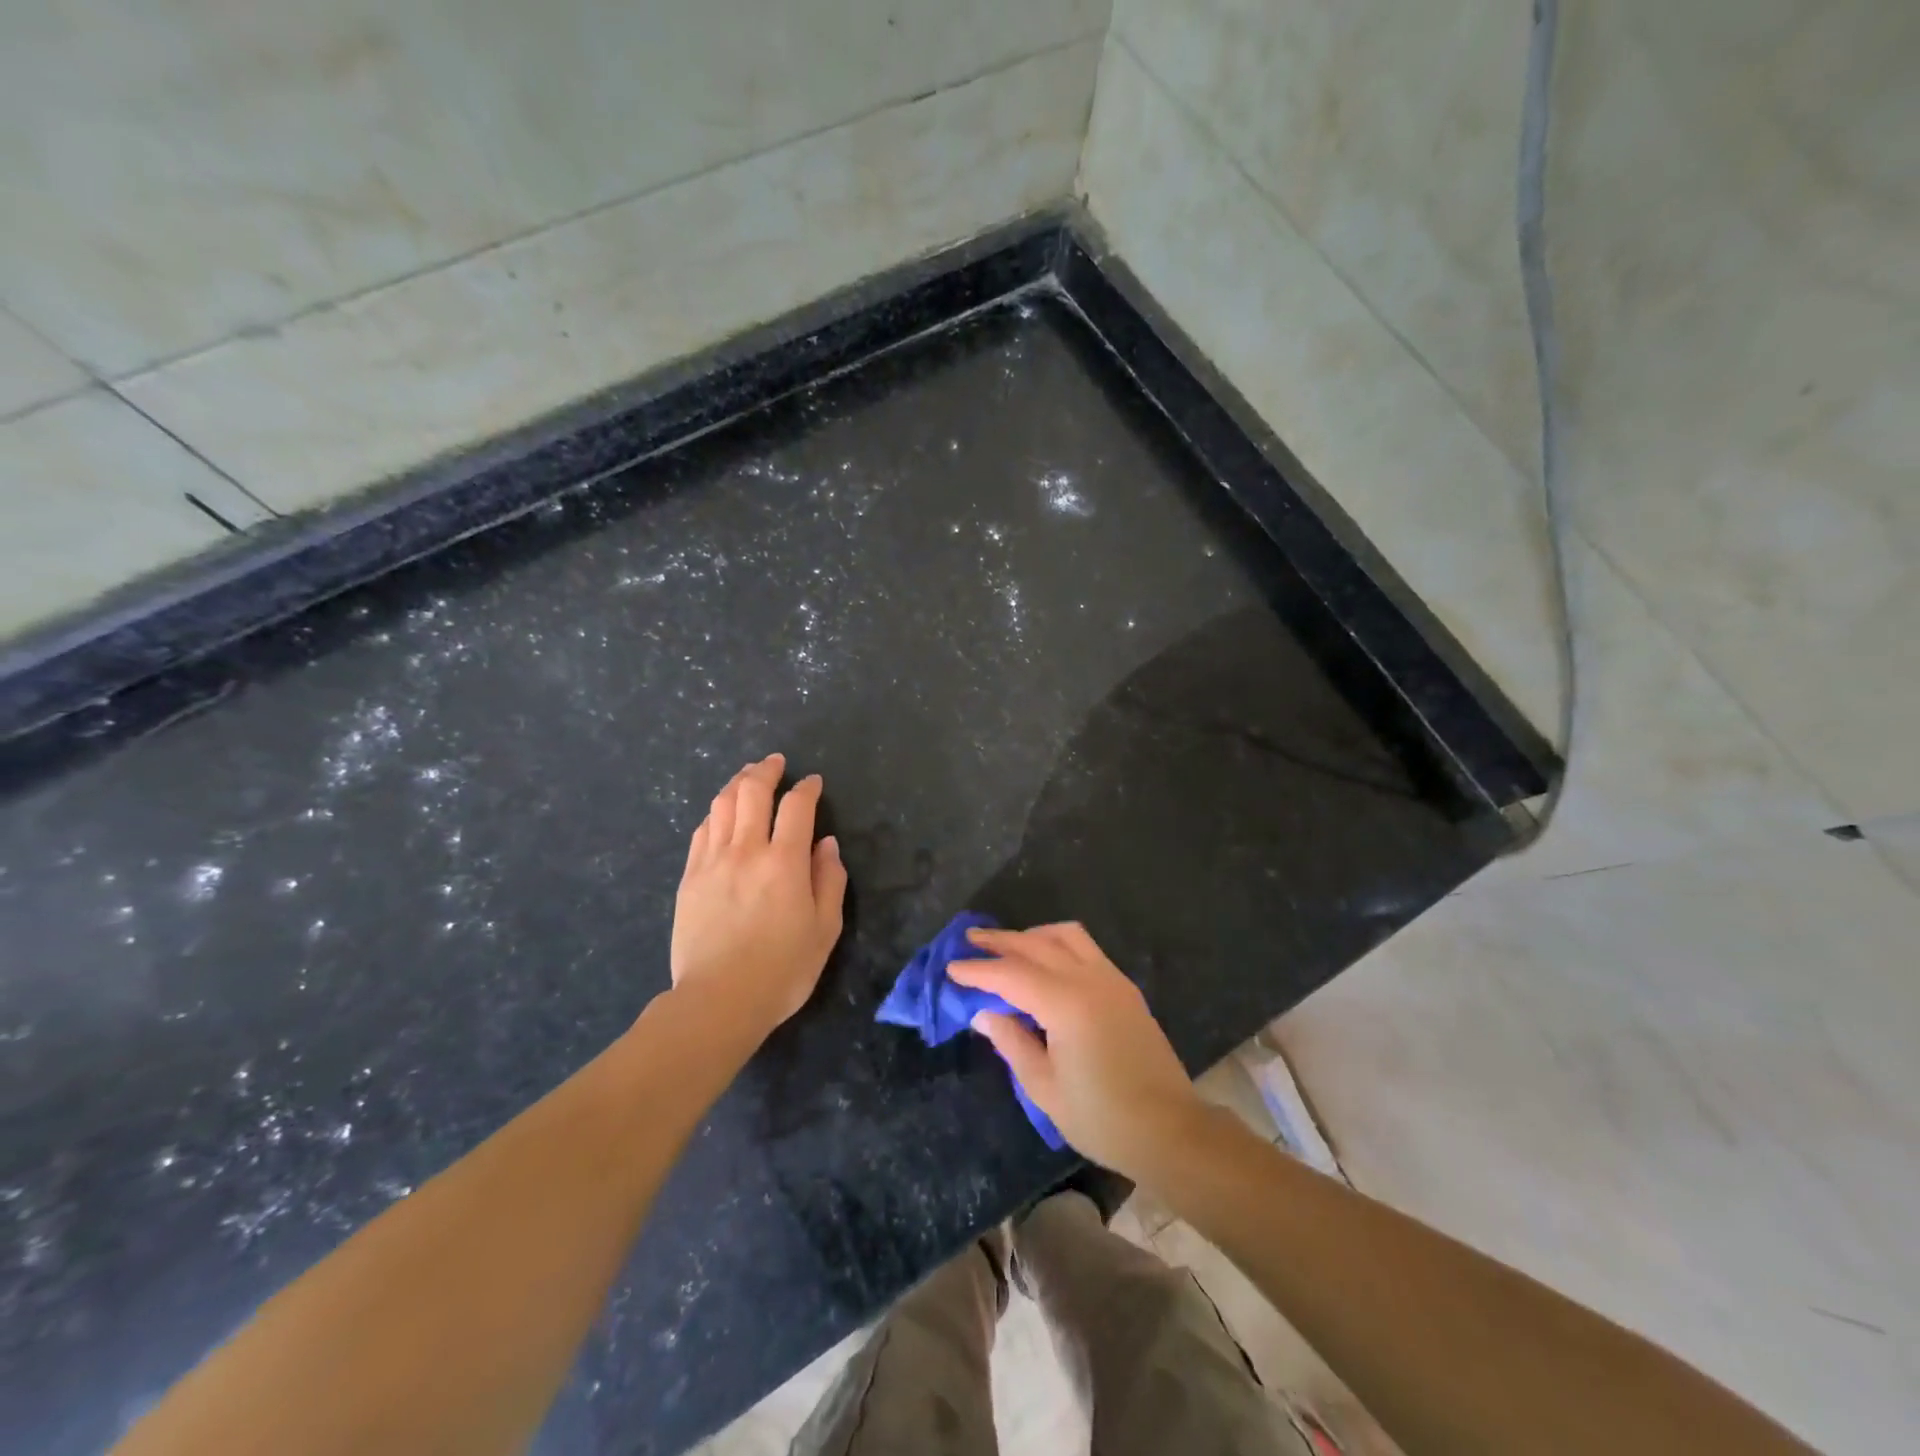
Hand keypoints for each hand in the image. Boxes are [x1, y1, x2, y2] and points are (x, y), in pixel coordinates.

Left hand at [671, 754, 846, 1034]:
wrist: (719, 1001)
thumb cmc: (783, 969)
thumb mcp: (825, 929)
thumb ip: (830, 880)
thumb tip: (827, 844)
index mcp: (785, 862)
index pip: (797, 806)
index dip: (807, 788)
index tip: (813, 782)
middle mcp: (747, 850)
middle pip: (753, 792)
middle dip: (766, 770)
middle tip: (775, 763)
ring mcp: (712, 862)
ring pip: (722, 805)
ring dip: (738, 784)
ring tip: (747, 776)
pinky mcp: (690, 878)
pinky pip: (702, 831)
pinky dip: (716, 813)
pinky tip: (722, 813)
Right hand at [949, 923, 1205, 1179]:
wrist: (1170, 1130)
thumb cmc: (1102, 1117)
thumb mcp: (1045, 1088)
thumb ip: (1012, 1042)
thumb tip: (984, 1013)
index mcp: (1067, 1003)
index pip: (1011, 974)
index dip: (978, 970)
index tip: (951, 968)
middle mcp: (1090, 979)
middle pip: (1036, 945)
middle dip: (1001, 941)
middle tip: (969, 940)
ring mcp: (1112, 979)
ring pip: (1066, 936)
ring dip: (1033, 935)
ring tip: (1008, 946)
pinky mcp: (1125, 988)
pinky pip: (1086, 948)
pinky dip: (1058, 944)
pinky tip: (1045, 963)